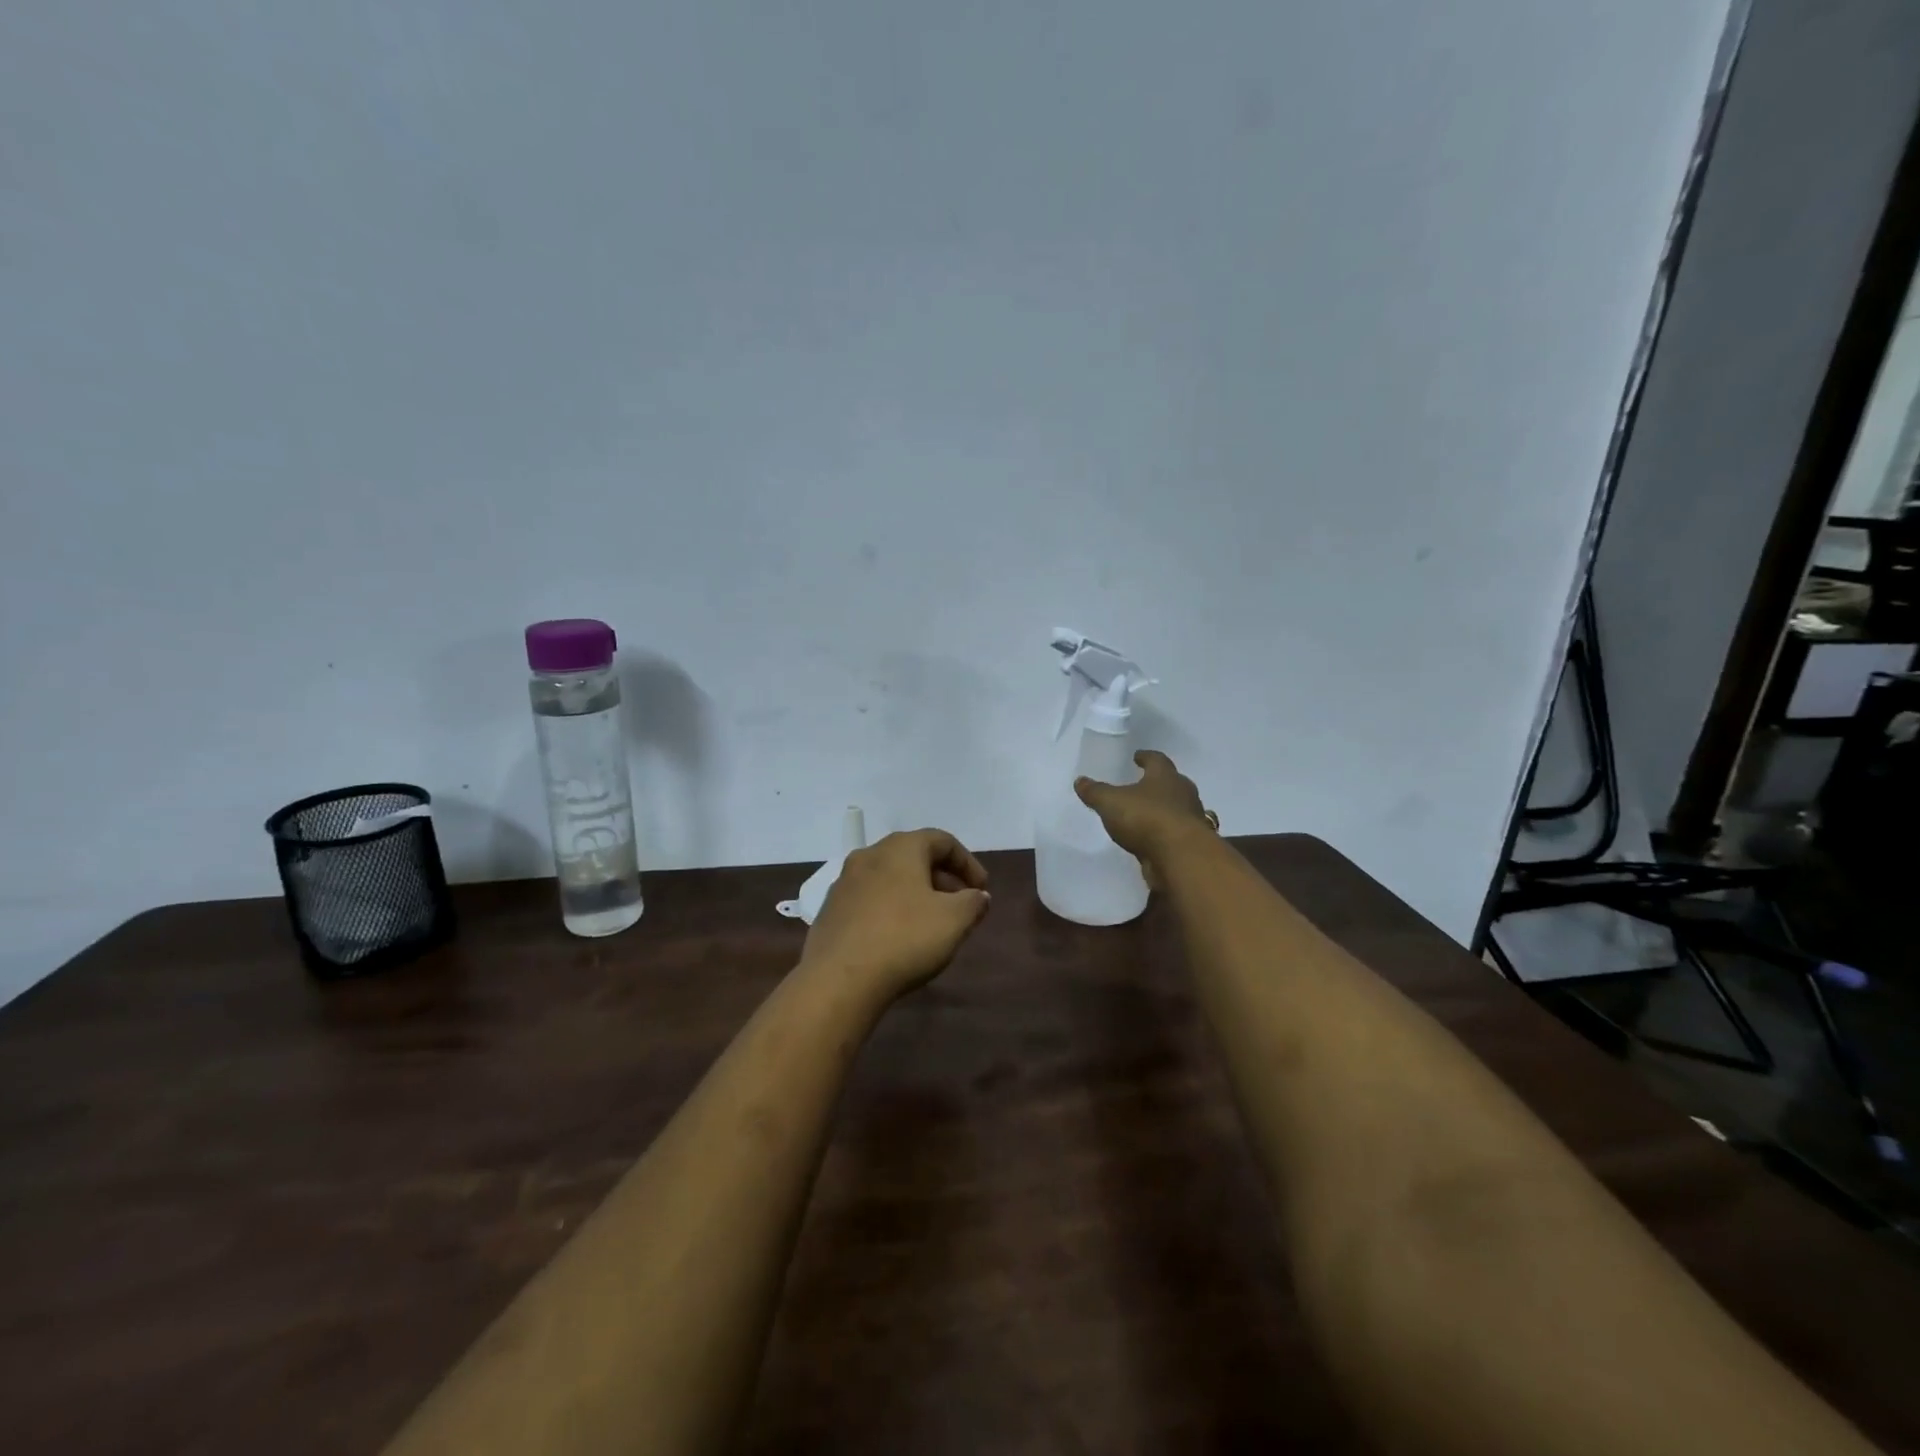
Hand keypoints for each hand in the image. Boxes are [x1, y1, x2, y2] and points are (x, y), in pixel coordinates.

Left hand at [799, 829, 991, 1005]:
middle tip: (961, 905)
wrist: (839, 979)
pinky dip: (890, 909)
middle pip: (914, 857)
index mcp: (900, 848)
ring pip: (890, 878)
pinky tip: (898, 937)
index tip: (982, 889)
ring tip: (931, 923)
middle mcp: (869, 855)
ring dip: (915, 894)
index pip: (942, 841)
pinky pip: (869, 900)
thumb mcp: (954, 920)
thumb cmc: (905, 938)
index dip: (967, 863)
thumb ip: (973, 902)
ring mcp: (844, 882)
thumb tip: (978, 896)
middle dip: (942, 878)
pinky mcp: (830, 910)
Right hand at [1074, 751, 1215, 886]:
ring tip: (1148, 814)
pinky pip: (1177, 833)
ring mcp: (1191, 820)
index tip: (1138, 756)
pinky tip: (1154, 840)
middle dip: (1159, 783)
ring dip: (1166, 809)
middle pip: (1173, 783)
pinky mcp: (1192, 844)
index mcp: (1165, 777)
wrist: (1181, 857)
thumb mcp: (1111, 802)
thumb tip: (1080, 781)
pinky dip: (1167, 833)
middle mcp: (1183, 794)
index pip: (1157, 760)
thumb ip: (1096, 792)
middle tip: (1146, 784)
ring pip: (1179, 809)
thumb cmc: (1146, 818)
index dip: (1146, 757)